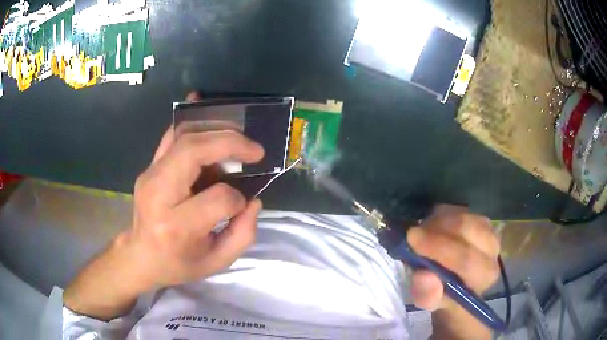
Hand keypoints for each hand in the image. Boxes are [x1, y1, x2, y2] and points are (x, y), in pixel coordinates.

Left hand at [64, 92, 264, 319]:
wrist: (140, 255)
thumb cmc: (177, 263)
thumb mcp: (216, 263)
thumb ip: (242, 234)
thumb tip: (254, 200)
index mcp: (176, 226)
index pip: (218, 198)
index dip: (237, 200)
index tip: (242, 205)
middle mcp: (159, 194)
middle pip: (194, 151)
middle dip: (230, 143)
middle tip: (254, 149)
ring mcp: (150, 175)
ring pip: (184, 136)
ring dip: (215, 130)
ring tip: (238, 137)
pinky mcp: (149, 166)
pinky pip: (171, 136)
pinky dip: (190, 119)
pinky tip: (202, 104)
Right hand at [406, 205, 499, 338]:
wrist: (457, 284)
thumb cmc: (443, 295)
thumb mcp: (429, 302)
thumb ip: (427, 294)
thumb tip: (424, 275)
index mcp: (484, 275)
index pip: (466, 259)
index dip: (439, 248)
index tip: (412, 240)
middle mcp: (493, 250)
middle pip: (467, 229)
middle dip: (436, 229)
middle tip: (413, 234)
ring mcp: (489, 230)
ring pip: (463, 216)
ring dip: (438, 221)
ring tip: (422, 232)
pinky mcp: (481, 219)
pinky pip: (461, 209)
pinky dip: (442, 214)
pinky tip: (432, 226)